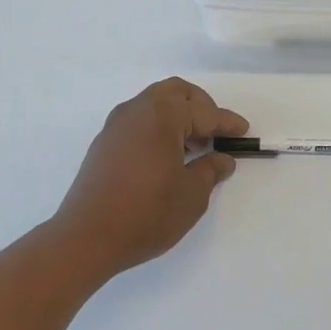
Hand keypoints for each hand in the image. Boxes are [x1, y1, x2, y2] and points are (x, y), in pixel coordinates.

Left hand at [53, 78, 247, 275]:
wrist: (87, 237)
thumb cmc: (146, 214)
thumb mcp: (191, 195)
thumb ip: (210, 170)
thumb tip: (222, 159)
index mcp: (162, 116)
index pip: (203, 113)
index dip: (227, 122)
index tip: (243, 130)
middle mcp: (137, 110)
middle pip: (175, 92)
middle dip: (200, 106)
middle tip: (215, 131)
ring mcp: (116, 125)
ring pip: (153, 103)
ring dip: (177, 115)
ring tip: (193, 146)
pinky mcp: (104, 143)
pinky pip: (138, 120)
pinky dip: (158, 127)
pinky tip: (167, 156)